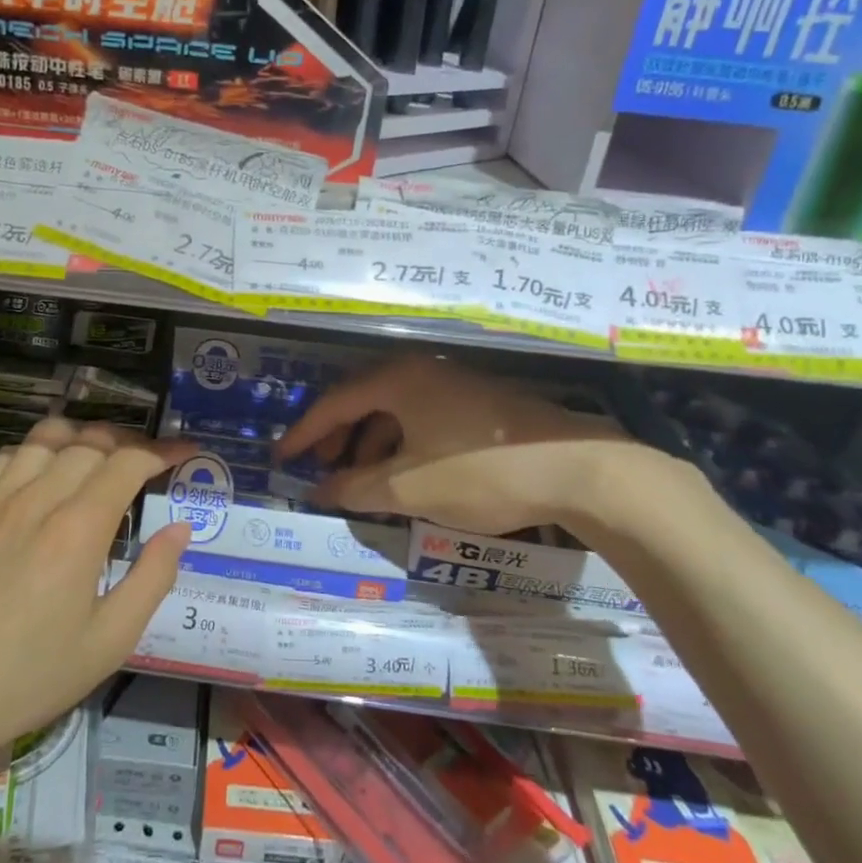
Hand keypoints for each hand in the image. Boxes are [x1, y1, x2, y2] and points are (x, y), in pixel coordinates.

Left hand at [0, 419, 192, 799]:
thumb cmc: (31, 677)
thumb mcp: (109, 642)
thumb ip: (152, 578)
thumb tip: (179, 529)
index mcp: (77, 531)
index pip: (127, 463)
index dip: (162, 450)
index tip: (186, 451)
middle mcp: (37, 500)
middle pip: (90, 443)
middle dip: (129, 442)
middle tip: (150, 460)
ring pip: (47, 438)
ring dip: (83, 437)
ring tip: (102, 456)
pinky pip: (8, 456)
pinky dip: (37, 448)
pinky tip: (45, 470)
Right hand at [275, 354, 661, 536]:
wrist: (579, 468)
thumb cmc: (481, 471)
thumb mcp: (409, 486)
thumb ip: (356, 488)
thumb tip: (321, 491)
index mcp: (398, 379)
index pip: (335, 403)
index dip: (305, 433)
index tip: (281, 458)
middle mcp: (423, 371)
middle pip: (364, 401)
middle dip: (338, 438)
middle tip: (323, 470)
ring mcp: (455, 384)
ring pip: (395, 411)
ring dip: (371, 444)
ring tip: (363, 480)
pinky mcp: (480, 403)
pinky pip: (423, 418)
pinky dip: (403, 444)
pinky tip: (407, 474)